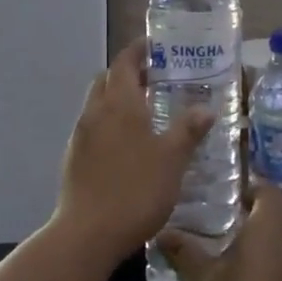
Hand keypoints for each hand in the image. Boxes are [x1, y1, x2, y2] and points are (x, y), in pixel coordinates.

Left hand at [53, 40, 213, 266]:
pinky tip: (129, 145)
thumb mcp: (172, 160)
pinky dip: (110, 123)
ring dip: (119, 99)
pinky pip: (94, 127)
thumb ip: (188, 131)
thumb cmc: (135, 190)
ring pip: (99, 104)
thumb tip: (206, 108)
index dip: (138, 51)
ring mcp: (80, 136)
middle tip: (156, 79)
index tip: (156, 47)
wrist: (88, 233)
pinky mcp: (74, 158)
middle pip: (107, 79)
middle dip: (128, 73)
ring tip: (147, 112)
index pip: (124, 62)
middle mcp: (95, 112)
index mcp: (119, 104)